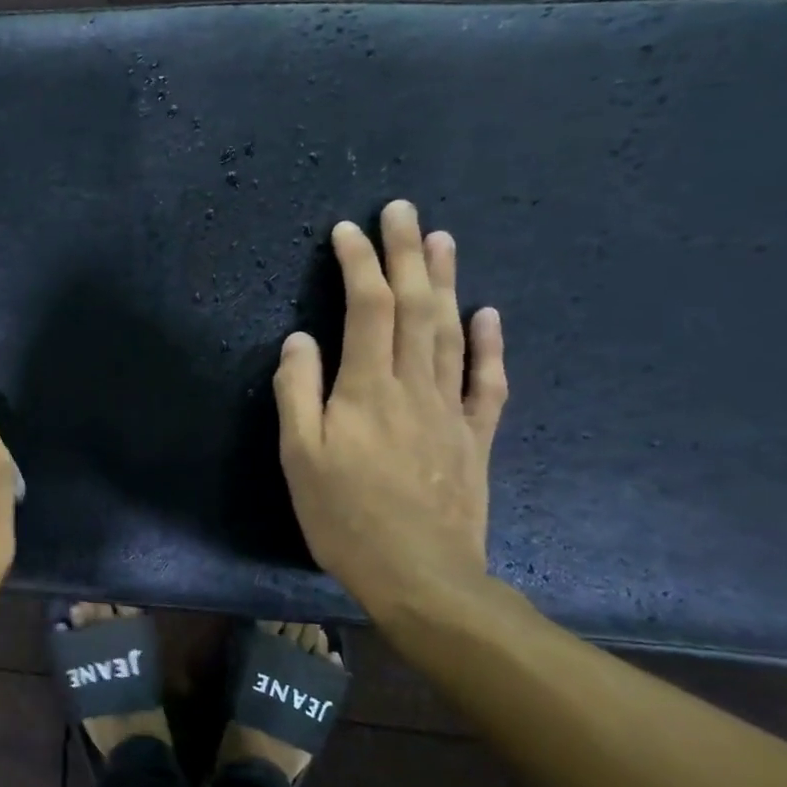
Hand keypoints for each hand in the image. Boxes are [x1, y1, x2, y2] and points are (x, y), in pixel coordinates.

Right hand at [273, 200, 507, 606]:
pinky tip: (488, 314)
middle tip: (403, 210)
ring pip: (452, 332)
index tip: (346, 230)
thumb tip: (299, 340)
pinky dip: (489, 343)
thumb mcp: (299, 457)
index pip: (366, 309)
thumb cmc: (345, 517)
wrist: (421, 576)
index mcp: (367, 390)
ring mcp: (451, 410)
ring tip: (442, 239)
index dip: (358, 264)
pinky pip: (487, 382)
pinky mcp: (474, 437)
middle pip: (416, 307)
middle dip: (406, 254)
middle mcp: (415, 387)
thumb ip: (297, 393)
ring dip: (446, 282)